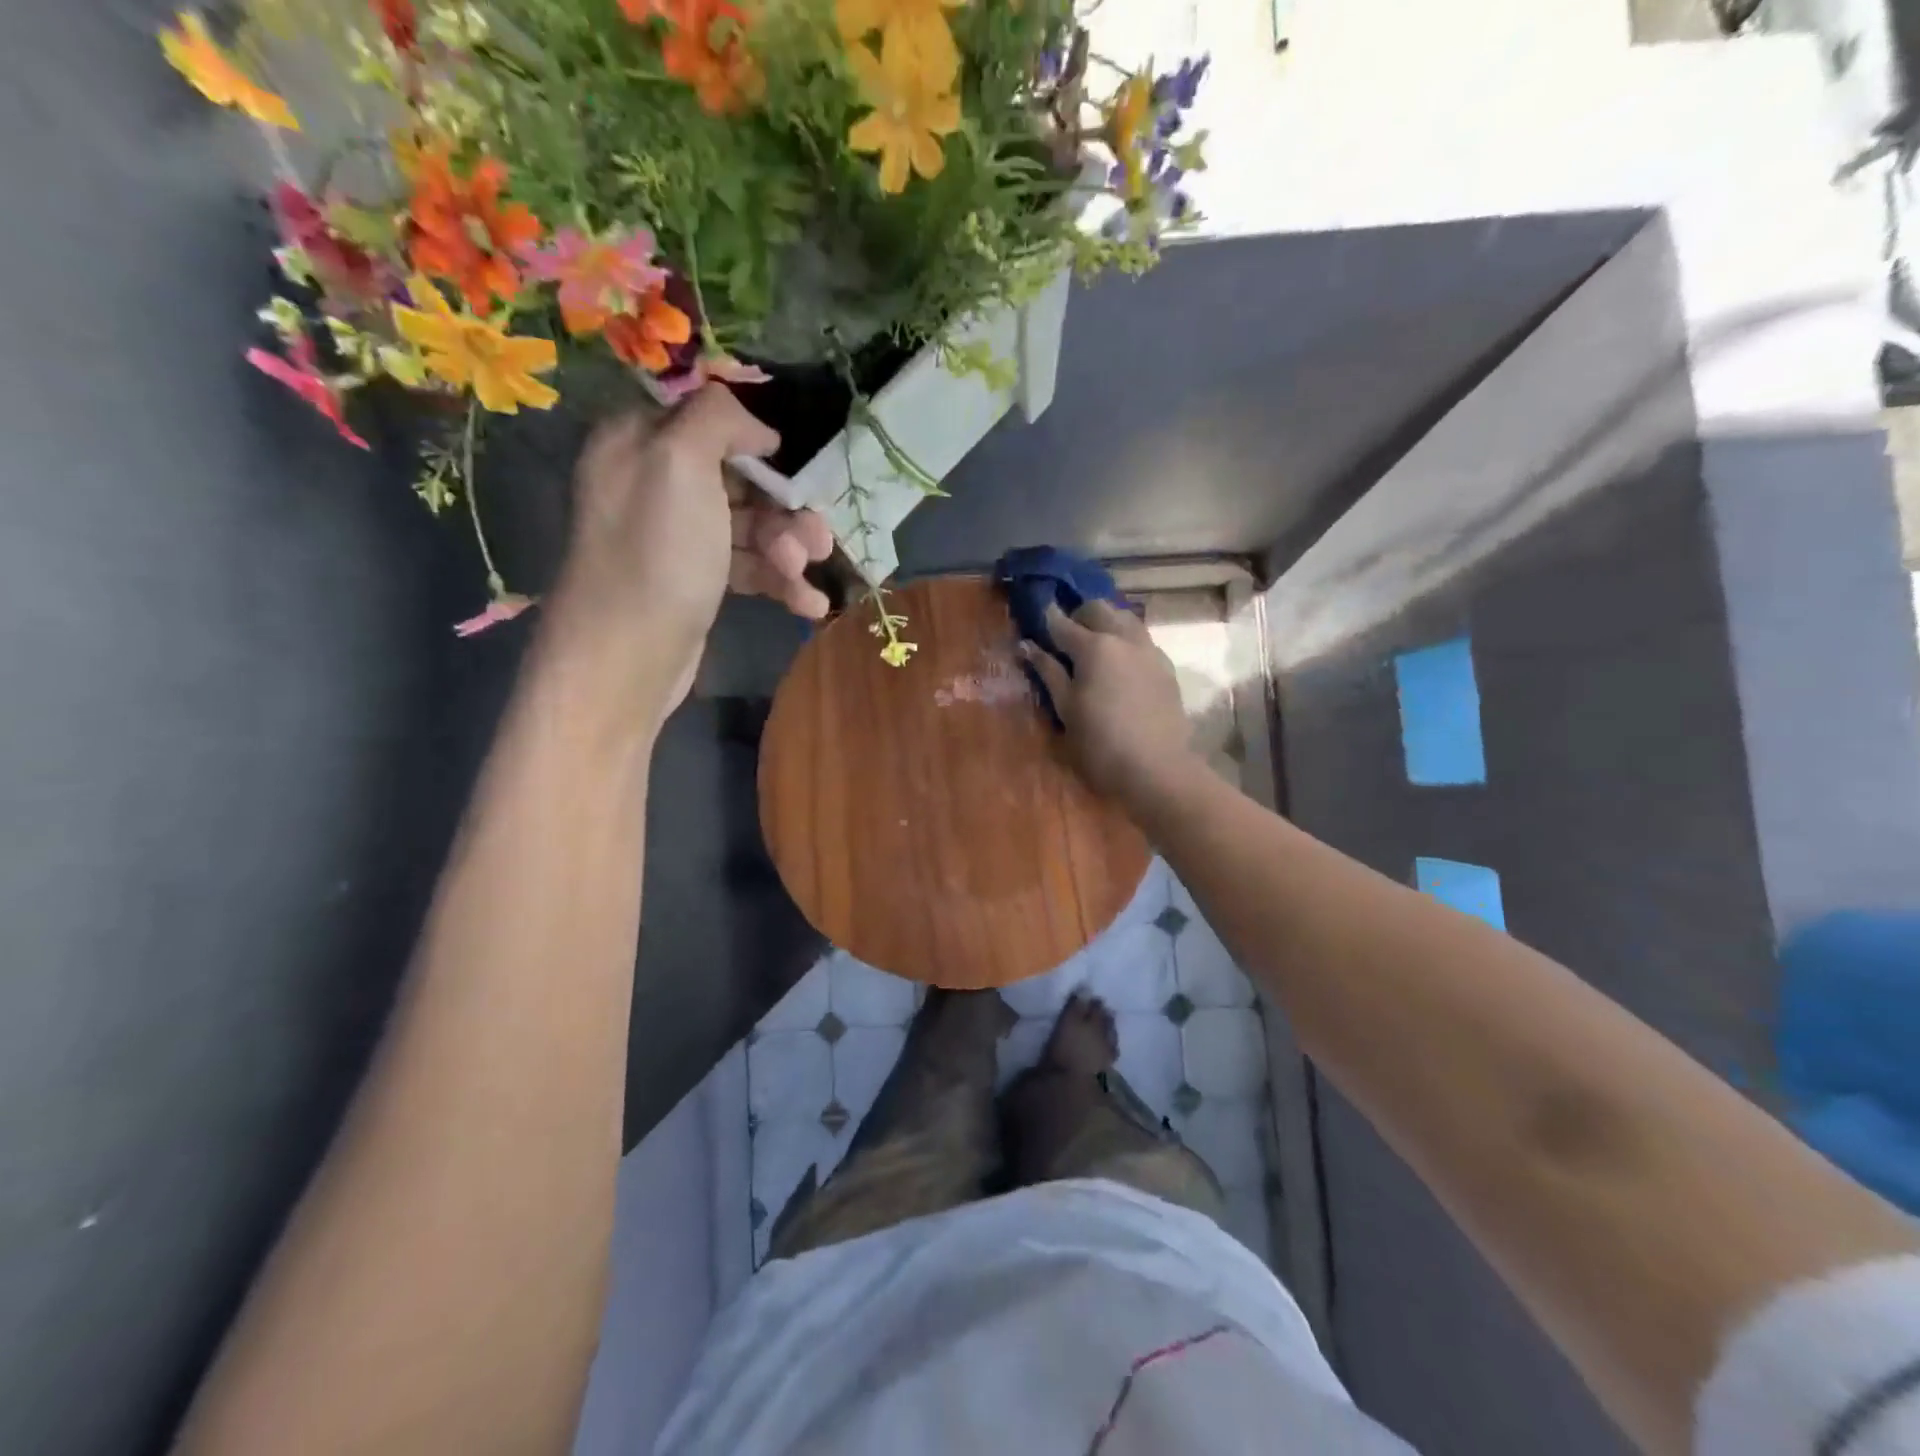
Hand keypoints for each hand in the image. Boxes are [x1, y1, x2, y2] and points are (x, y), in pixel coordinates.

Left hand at [543, 385, 833, 725]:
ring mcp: (678, 538)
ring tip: (805, 577)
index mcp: (641, 442)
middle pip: (741, 480)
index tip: (793, 470)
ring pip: (751, 528)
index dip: (756, 445)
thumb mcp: (681, 462)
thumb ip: (718, 419)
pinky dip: (780, 583)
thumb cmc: (657, 554)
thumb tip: (758, 428)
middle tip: (816, 541)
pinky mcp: (697, 581)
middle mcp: (656, 484)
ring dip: (789, 551)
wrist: (628, 656)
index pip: (710, 422)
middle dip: (786, 511)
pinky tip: (809, 605)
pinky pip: (748, 567)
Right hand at [1021, 601, 1194, 800]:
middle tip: (1065, 635)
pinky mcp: (1166, 668)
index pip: (1063, 623)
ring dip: (1106, 623)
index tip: (1037, 615)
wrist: (1157, 769)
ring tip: (1094, 646)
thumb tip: (1029, 646)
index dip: (1047, 618)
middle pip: (1099, 609)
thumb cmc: (1100, 744)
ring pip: (1126, 619)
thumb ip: (1049, 672)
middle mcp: (1124, 639)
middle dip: (1079, 615)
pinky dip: (1126, 641)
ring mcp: (1150, 651)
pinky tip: (1120, 664)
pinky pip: (1142, 641)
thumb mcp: (1066, 709)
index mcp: (1094, 647)